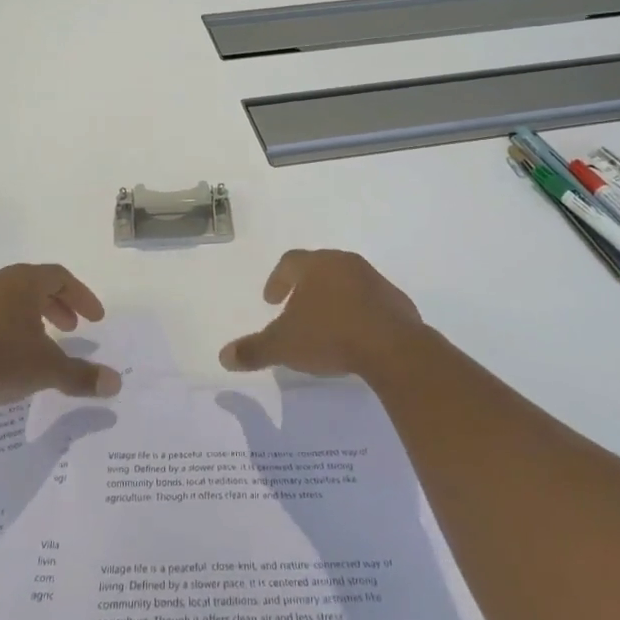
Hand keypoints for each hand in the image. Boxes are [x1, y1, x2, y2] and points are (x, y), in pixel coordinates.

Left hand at [0, 264, 119, 405]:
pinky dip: (8, 326)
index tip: (95, 319)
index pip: (60, 277)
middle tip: (72, 328)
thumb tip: (116, 384)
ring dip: (32, 316)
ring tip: (41, 342)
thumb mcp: (46, 369)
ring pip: (10, 298)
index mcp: (23, 282)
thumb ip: (81, 375)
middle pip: (35, 284)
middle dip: (58, 305)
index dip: (81, 296)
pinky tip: (6, 354)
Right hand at [219, 249, 427, 378]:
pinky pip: (370, 301)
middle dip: (305, 286)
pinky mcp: (396, 300)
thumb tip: (223, 356)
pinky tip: (355, 335)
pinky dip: (358, 312)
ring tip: (326, 323)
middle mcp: (344, 263)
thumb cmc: (330, 336)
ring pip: (346, 282)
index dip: (277, 280)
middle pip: (319, 268)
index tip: (271, 301)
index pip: (289, 262)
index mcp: (315, 266)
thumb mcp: (284, 346)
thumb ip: (253, 350)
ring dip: (333, 298)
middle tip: (295, 307)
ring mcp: (373, 279)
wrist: (392, 347)